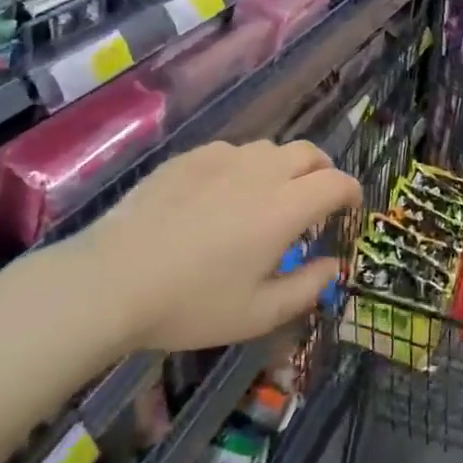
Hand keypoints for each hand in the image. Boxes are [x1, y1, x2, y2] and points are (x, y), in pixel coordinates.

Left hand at [66, 139, 361, 351]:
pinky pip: (231, 151)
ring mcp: (221, 159)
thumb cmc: (191, 304)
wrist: (111, 280)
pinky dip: (245, 166)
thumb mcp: (257, 313)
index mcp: (284, 208)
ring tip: (270, 197)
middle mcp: (260, 173)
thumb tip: (334, 265)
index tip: (350, 209)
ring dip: (284, 168)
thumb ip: (307, 288)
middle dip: (323, 172)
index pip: (336, 182)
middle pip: (309, 153)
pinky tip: (224, 194)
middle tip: (316, 201)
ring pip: (270, 149)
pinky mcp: (188, 158)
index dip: (351, 192)